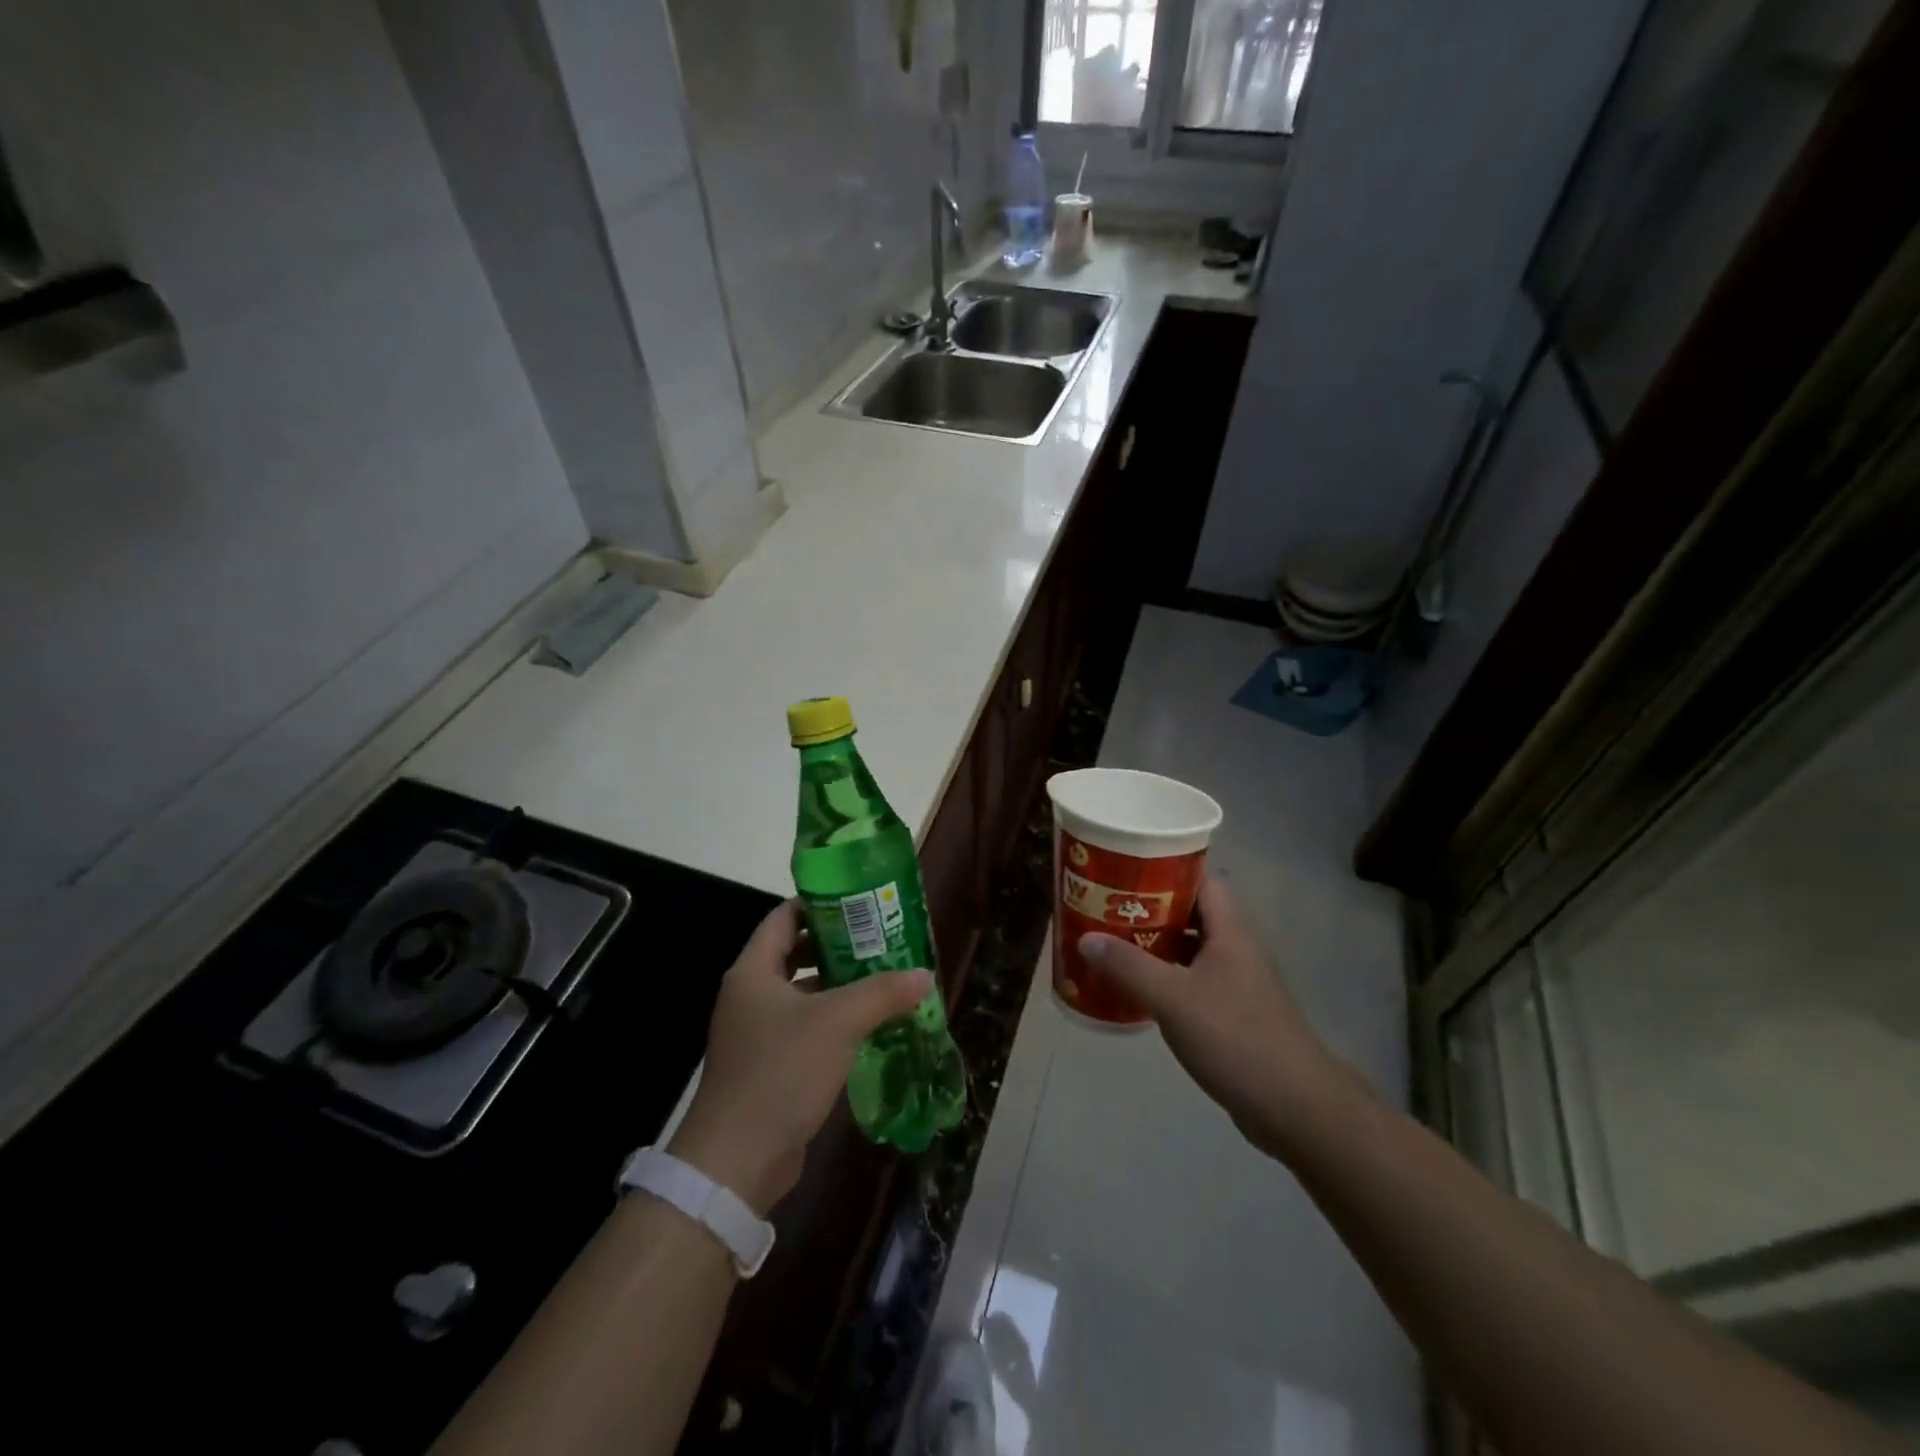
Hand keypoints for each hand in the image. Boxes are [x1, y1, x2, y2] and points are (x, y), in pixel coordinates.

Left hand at [669, 900, 931, 1216]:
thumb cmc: (781, 1071)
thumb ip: (883, 992)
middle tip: (882, 939)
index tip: (861, 902)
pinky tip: (870, 1025)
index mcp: (753, 971)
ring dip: (840, 986)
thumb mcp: (838, 1023)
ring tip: (885, 977)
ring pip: (804, 994)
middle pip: (796, 953)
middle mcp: (750, 995)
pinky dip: (834, 1021)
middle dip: (838, 945)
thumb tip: (924, 975)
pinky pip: (806, 1029)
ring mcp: (757, 1033)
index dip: (820, 904)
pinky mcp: (769, 1066)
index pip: (784, 918)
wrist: (737, 1162)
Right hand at [1079, 877, 1340, 1158]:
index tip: (1125, 870)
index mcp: (1230, 929)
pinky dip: (1164, 976)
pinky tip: (1134, 987)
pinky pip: (1191, 978)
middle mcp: (1235, 946)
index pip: (1200, 878)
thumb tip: (1086, 938)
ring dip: (1154, 943)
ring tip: (1111, 942)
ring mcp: (1236, 979)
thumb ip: (1128, 966)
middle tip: (1106, 907)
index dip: (1165, 869)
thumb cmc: (1234, 1037)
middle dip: (1149, 908)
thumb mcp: (1173, 998)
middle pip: (1190, 911)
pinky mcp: (1232, 1010)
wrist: (1292, 1105)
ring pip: (1189, 946)